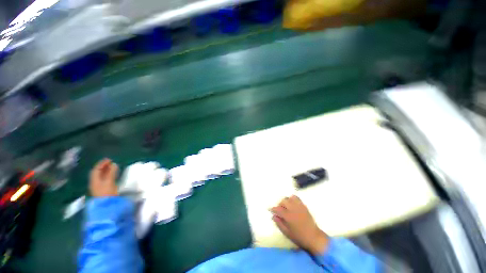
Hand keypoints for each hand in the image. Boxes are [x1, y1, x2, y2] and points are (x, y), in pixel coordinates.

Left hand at [89, 158, 118, 196]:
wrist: (107, 206)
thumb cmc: (107, 192)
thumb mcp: (109, 181)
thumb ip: (111, 172)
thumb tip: (114, 164)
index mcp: (94, 180)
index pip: (96, 169)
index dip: (102, 163)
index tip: (109, 159)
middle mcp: (95, 182)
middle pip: (98, 173)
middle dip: (104, 166)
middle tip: (111, 162)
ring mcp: (99, 187)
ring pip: (102, 176)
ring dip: (107, 171)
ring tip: (113, 167)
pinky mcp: (104, 190)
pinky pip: (105, 180)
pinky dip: (109, 175)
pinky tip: (113, 175)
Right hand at [270, 195, 328, 254]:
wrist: (313, 237)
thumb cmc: (299, 237)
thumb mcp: (287, 233)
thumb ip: (279, 223)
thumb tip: (273, 216)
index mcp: (288, 216)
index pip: (278, 209)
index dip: (273, 209)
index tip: (271, 210)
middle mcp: (293, 209)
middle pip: (284, 201)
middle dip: (280, 204)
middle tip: (280, 210)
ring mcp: (299, 206)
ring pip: (290, 198)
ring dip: (286, 201)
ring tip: (286, 206)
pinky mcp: (304, 206)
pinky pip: (297, 198)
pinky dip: (293, 199)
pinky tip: (293, 204)